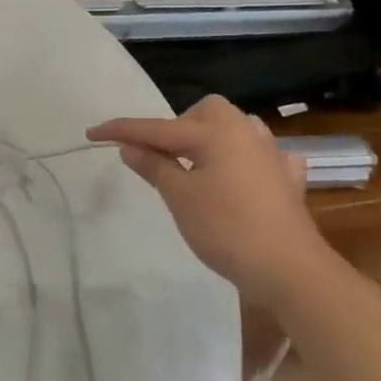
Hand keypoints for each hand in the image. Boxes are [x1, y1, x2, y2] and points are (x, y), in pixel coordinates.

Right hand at [87, 95, 330, 304]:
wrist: (289, 269)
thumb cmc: (226, 229)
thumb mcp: (179, 198)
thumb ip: (154, 167)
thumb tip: (130, 146)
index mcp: (215, 134)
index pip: (157, 128)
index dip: (122, 130)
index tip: (91, 133)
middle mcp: (245, 134)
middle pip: (206, 111)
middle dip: (177, 125)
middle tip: (159, 154)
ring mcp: (271, 155)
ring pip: (237, 127)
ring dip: (211, 137)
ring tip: (195, 162)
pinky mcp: (286, 180)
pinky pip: (262, 155)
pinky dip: (245, 158)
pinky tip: (241, 176)